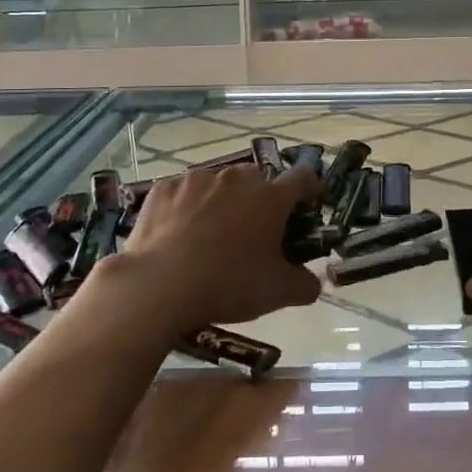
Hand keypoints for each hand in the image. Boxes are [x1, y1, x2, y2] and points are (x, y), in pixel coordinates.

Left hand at [93, 163, 321, 336]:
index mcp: (271, 197)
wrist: (158, 287)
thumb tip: (313, 281)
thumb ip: (306, 284)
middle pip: (258, 179)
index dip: (309, 189)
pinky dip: (186, 208)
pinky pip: (183, 193)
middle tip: (253, 231)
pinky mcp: (163, 188)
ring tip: (209, 235)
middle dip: (260, 199)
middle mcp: (237, 178)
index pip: (302, 177)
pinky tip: (177, 235)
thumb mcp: (278, 293)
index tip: (306, 205)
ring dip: (222, 201)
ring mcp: (197, 179)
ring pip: (218, 184)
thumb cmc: (228, 284)